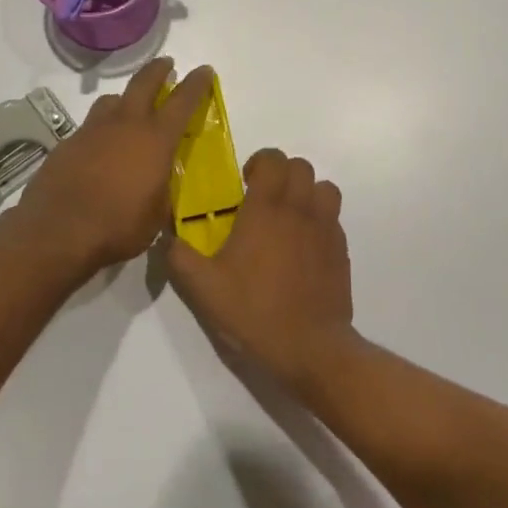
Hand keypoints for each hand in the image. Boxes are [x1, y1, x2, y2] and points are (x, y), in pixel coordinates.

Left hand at [14, 58, 213, 272]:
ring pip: (111, 100)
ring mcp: (92, 131)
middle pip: (143, 83)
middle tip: (166, 65)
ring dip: (124, 99)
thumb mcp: (156, 216)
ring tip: (129, 109)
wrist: (58, 231)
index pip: (182, 102)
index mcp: (155, 140)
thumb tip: (159, 184)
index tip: (204, 70)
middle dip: (157, 70)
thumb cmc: (118, 227)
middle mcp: (124, 125)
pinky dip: (100, 130)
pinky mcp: (67, 144)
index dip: (196, 83)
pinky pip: (89, 126)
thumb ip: (162, 191)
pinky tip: (99, 149)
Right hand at [168, 149, 355, 385]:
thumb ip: (178, 257)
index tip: (245, 184)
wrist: (310, 348)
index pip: (274, 159)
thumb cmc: (253, 312)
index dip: (260, 162)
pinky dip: (320, 221)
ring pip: (325, 189)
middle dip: (282, 174)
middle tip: (263, 200)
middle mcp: (301, 211)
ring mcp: (326, 230)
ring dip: (307, 193)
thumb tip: (166, 238)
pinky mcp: (341, 252)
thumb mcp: (203, 288)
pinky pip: (334, 219)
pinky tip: (302, 249)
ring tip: (288, 218)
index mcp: (267, 210)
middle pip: (302, 167)